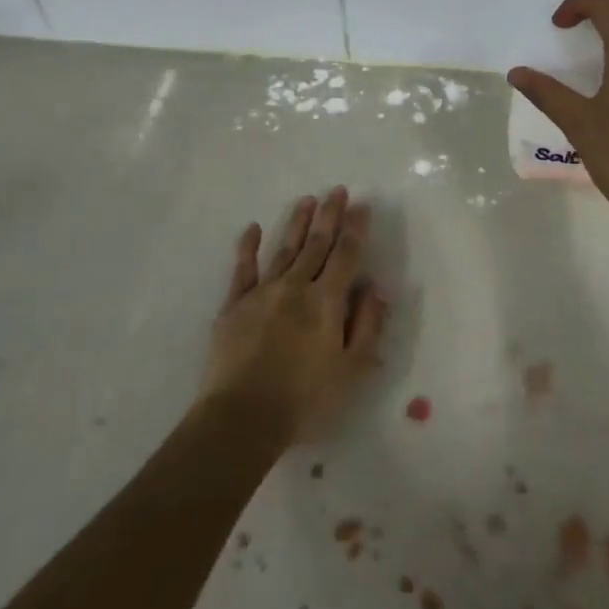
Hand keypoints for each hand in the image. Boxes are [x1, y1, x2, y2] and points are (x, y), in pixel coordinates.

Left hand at [199, 186, 386, 443]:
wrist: (241, 418)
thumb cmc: (305, 400)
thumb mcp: (352, 370)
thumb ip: (367, 326)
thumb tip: (375, 289)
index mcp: (326, 302)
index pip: (346, 255)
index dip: (356, 229)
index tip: (362, 205)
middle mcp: (295, 287)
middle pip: (316, 244)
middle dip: (329, 215)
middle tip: (336, 189)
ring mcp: (262, 293)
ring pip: (284, 250)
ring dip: (297, 224)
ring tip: (306, 200)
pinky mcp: (233, 306)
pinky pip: (243, 269)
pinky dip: (248, 247)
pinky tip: (253, 228)